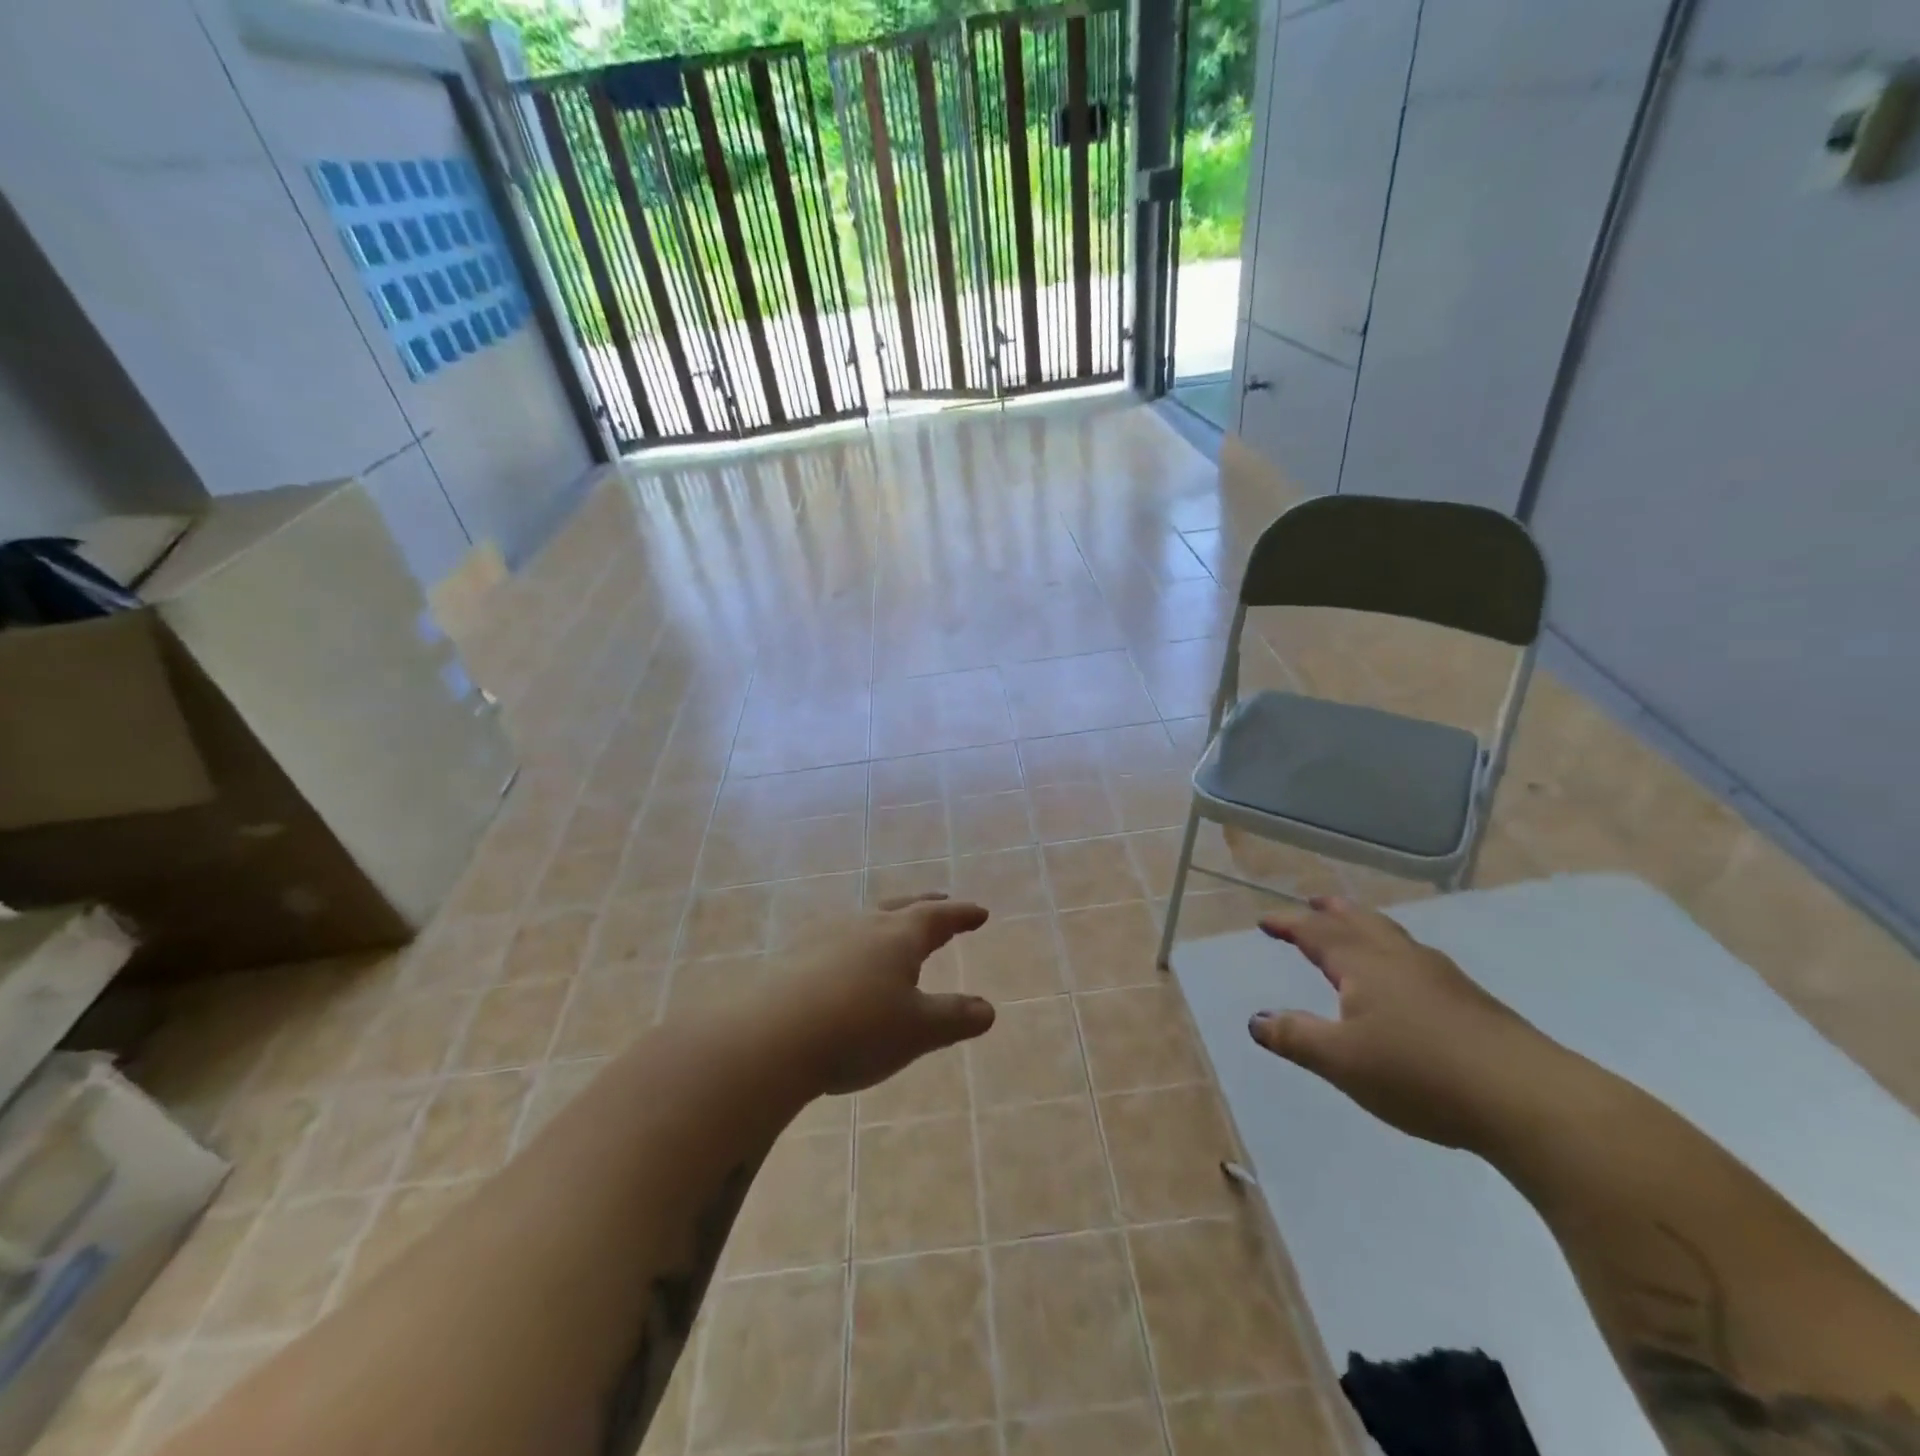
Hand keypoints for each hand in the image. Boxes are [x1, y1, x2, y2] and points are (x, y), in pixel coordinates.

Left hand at [773, 893, 996, 1096]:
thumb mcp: (918, 1031)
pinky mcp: (792, 956)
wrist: (769, 1036)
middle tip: (940, 901)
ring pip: (864, 920)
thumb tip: (987, 1009)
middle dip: (924, 905)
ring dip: (884, 921)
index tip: (979, 912)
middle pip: (900, 907)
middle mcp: (862, 925)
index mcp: (899, 936)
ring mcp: (823, 936)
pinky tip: (842, 960)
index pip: (938, 917)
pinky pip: (834, 939)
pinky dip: (851, 944)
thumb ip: (954, 1018)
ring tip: (891, 931)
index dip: (961, 915)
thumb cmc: (858, 1029)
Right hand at [1248, 896, 1559, 1150]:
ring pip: (1393, 937)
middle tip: (1313, 903)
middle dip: (1332, 911)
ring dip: (1365, 926)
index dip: (1289, 924)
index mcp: (1365, 964)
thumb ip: (1296, 1037)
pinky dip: (1393, 952)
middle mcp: (1401, 959)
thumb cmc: (1420, 1073)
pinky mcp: (1471, 1001)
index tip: (1266, 921)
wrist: (1530, 1099)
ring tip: (1354, 930)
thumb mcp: (1342, 1061)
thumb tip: (1256, 1019)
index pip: (1317, 933)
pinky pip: (1416, 959)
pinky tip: (1404, 978)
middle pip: (1361, 921)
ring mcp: (1442, 977)